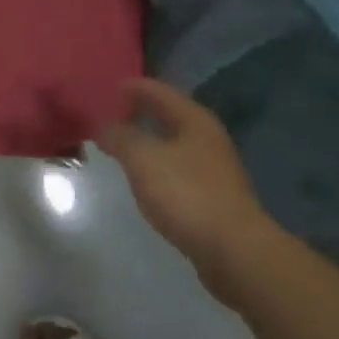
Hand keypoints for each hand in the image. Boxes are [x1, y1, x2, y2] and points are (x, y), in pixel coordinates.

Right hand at [96, 79, 272, 296]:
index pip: (159, 91)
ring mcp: (214, 169)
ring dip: (149, 141)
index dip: (134, 87)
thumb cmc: (187, 194)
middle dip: (141, 113)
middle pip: (169, 115)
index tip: (110, 86)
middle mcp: (207, 138)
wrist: (234, 252)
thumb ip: (121, 138)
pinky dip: (158, 166)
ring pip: (174, 144)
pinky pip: (177, 170)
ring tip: (122, 145)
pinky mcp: (213, 198)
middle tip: (112, 113)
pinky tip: (144, 178)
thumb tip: (103, 126)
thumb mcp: (144, 159)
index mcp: (194, 119)